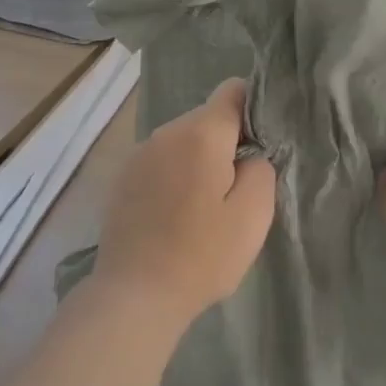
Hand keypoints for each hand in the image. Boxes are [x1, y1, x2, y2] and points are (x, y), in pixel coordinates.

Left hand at [91, 78, 275, 326]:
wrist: (135, 295)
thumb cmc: (202, 255)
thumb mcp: (253, 215)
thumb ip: (261, 170)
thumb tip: (249, 156)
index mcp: (200, 134)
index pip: (233, 90)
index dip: (254, 108)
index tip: (263, 143)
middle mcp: (165, 132)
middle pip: (207, 118)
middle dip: (227, 141)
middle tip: (239, 187)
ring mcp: (138, 154)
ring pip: (183, 141)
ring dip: (200, 160)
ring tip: (206, 206)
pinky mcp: (122, 178)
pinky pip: (161, 162)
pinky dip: (175, 176)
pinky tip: (177, 214)